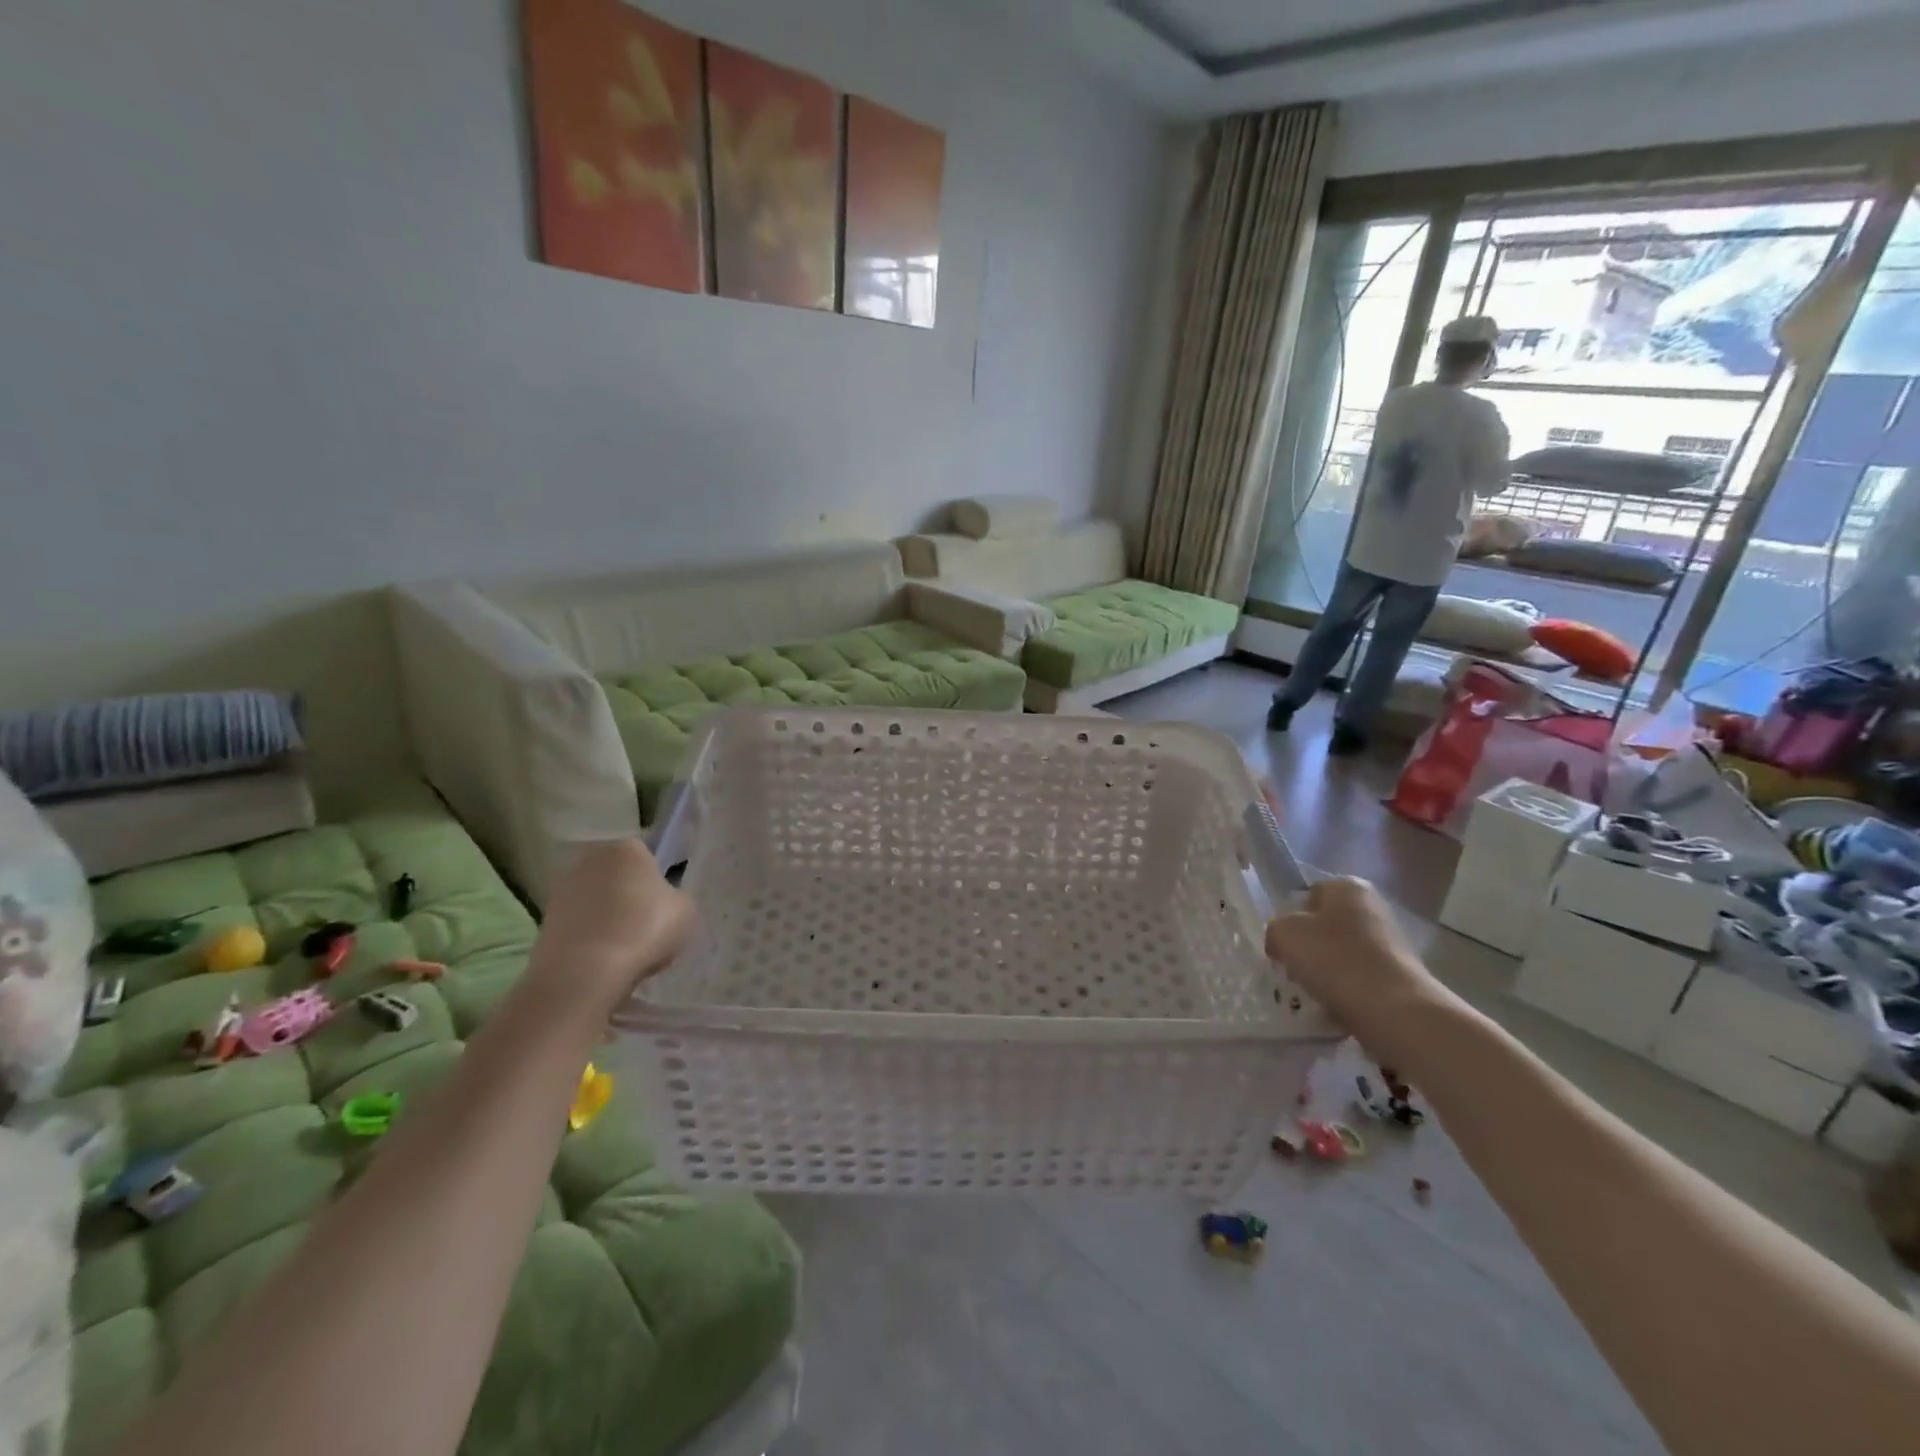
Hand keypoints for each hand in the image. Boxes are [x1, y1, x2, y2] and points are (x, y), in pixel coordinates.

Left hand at [530, 840, 693, 1016]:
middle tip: (643, 926)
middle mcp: (591, 859)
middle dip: (627, 895)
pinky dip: (588, 937)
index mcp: (627, 849)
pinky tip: (601, 959)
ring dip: (605, 917)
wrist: (584, 973)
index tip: (662, 907)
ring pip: (595, 900)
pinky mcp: (543, 921)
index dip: (655, 882)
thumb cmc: (644, 930)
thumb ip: (674, 898)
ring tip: (622, 948)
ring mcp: (562, 889)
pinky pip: (578, 924)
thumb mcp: (685, 911)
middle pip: (616, 876)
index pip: (646, 857)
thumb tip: (662, 902)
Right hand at [1265, 877, 1452, 1068]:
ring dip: (1325, 971)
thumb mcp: (1284, 934)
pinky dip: (1346, 991)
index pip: (1308, 895)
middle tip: (1293, 968)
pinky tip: (1335, 1006)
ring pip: (1341, 954)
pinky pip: (1359, 979)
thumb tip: (1282, 942)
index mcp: (1348, 887)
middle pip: (1326, 925)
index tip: (1283, 943)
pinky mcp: (1400, 976)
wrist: (1395, 1011)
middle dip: (1309, 946)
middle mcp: (1374, 907)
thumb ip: (1275, 929)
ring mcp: (1392, 942)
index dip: (1291, 918)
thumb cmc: (1335, 959)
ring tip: (1312, 992)